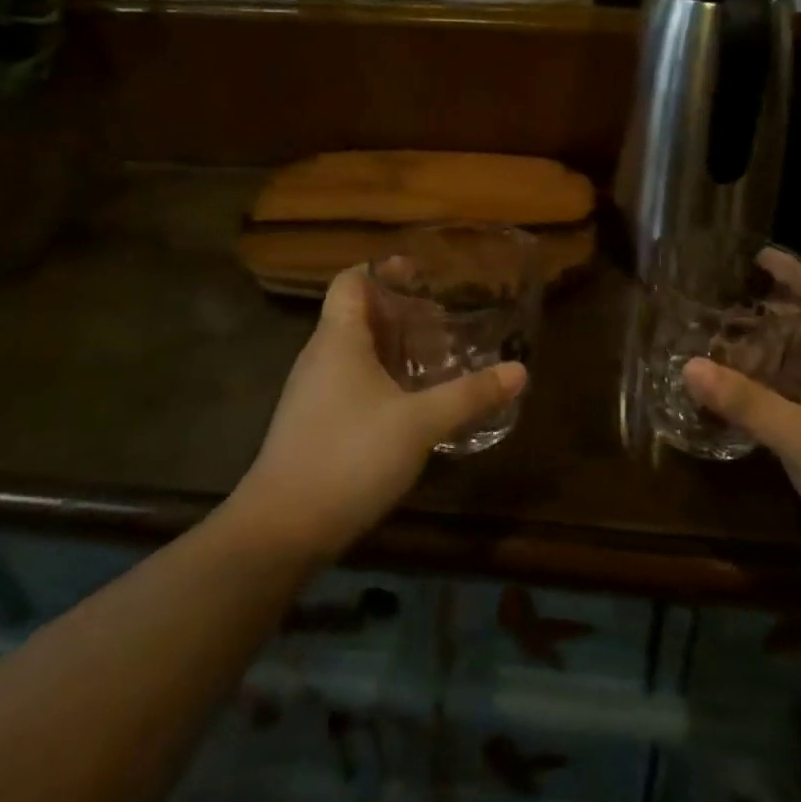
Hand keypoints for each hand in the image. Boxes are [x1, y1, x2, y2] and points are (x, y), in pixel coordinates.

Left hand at [233, 266, 526, 563]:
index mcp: (338, 338)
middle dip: (401, 313)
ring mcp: (312, 393)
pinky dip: (382, 380)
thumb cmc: (349, 456)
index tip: (423, 276)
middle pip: (358, 314)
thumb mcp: (419, 424)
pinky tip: (411, 405)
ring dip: (394, 350)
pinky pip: (351, 384)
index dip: (385, 270)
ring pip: (356, 352)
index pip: (352, 280)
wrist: (280, 531)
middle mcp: (321, 356)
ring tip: (436, 360)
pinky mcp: (313, 425)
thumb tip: (520, 371)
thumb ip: (469, 395)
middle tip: (444, 322)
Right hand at [683, 270, 800, 568]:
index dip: (794, 268)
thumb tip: (688, 366)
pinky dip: (784, 377)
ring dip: (777, 344)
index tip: (754, 259)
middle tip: (727, 301)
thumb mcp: (797, 437)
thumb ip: (744, 401)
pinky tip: (754, 390)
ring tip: (729, 340)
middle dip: (775, 306)